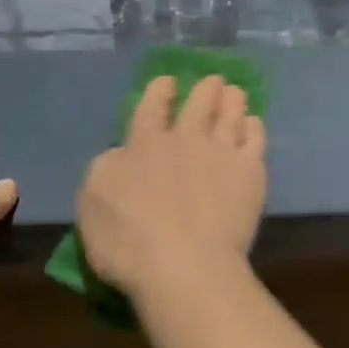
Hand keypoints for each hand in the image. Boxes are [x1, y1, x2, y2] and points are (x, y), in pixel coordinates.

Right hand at [77, 76, 265, 296]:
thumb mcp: (92, 201)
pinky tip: (254, 126)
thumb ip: (108, 167)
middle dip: (207, 88)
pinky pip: (256, 140)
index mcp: (144, 144)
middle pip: (200, 102)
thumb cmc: (128, 242)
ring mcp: (222, 154)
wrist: (185, 266)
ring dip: (233, 101)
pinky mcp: (250, 174)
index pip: (153, 105)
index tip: (169, 81)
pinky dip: (254, 128)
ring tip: (235, 94)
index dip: (161, 90)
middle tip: (213, 82)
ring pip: (232, 114)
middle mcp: (186, 139)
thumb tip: (122, 153)